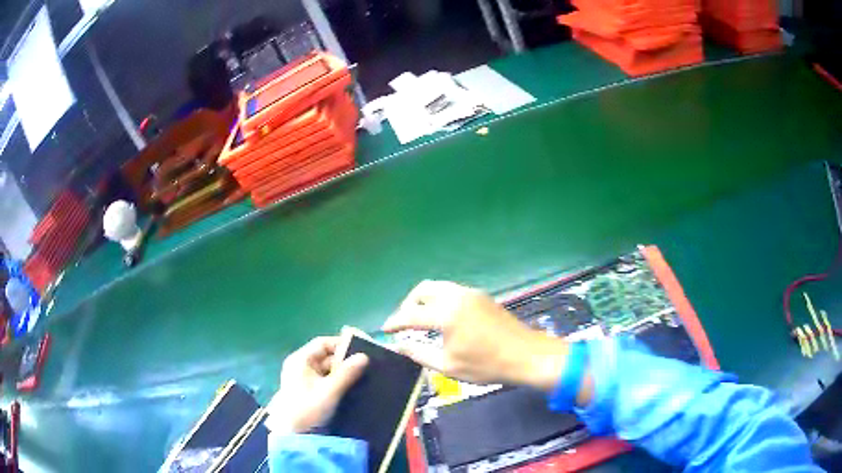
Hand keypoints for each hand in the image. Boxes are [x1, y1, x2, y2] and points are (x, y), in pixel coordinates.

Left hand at [268, 336, 367, 432]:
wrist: (293, 436)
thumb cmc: (308, 409)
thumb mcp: (329, 391)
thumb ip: (347, 373)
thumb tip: (365, 356)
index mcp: (300, 360)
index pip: (323, 343)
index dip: (342, 344)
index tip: (363, 350)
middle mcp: (301, 366)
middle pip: (326, 357)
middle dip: (346, 362)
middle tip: (368, 366)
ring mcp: (304, 380)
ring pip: (328, 371)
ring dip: (344, 374)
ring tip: (364, 377)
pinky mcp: (309, 393)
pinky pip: (326, 382)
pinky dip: (338, 383)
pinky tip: (353, 389)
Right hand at [382, 280, 569, 390]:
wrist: (526, 355)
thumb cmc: (486, 365)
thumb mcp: (448, 365)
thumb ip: (419, 354)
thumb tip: (399, 346)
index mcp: (446, 313)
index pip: (410, 314)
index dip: (395, 322)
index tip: (384, 330)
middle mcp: (456, 296)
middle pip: (422, 290)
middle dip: (408, 304)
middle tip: (403, 323)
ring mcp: (471, 293)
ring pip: (438, 287)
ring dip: (424, 300)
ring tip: (420, 320)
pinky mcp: (482, 297)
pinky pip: (452, 291)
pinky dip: (440, 300)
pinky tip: (442, 318)